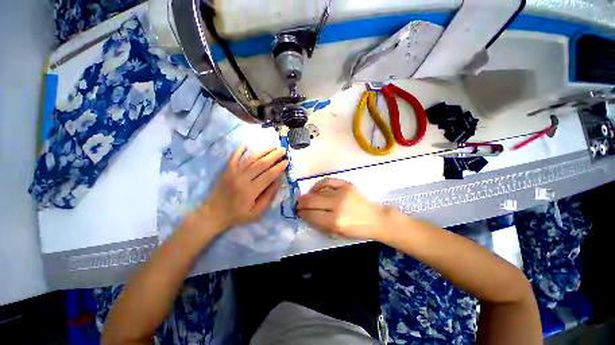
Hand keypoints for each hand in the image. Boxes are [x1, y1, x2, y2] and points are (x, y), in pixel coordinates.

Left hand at [191, 145, 288, 233]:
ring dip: (262, 151)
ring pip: (250, 158)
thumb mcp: (256, 213)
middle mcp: (242, 179)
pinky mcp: (226, 171)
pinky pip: (234, 157)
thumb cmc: (237, 215)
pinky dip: (240, 150)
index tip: (286, 161)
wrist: (213, 214)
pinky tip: (247, 144)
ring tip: (273, 146)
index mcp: (251, 191)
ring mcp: (233, 173)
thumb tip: (278, 182)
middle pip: (261, 164)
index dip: (279, 167)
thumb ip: (268, 197)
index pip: (269, 175)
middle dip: (274, 155)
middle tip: (283, 150)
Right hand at [297, 179, 389, 239]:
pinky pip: (327, 181)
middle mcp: (337, 206)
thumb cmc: (356, 230)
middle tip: (298, 204)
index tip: (298, 212)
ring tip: (305, 198)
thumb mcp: (337, 234)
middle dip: (301, 203)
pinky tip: (315, 189)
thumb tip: (306, 215)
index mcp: (335, 222)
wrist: (375, 219)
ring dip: (308, 195)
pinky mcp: (346, 185)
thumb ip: (319, 225)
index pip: (311, 215)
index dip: (302, 213)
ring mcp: (342, 193)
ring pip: (318, 192)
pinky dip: (319, 185)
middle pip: (312, 201)